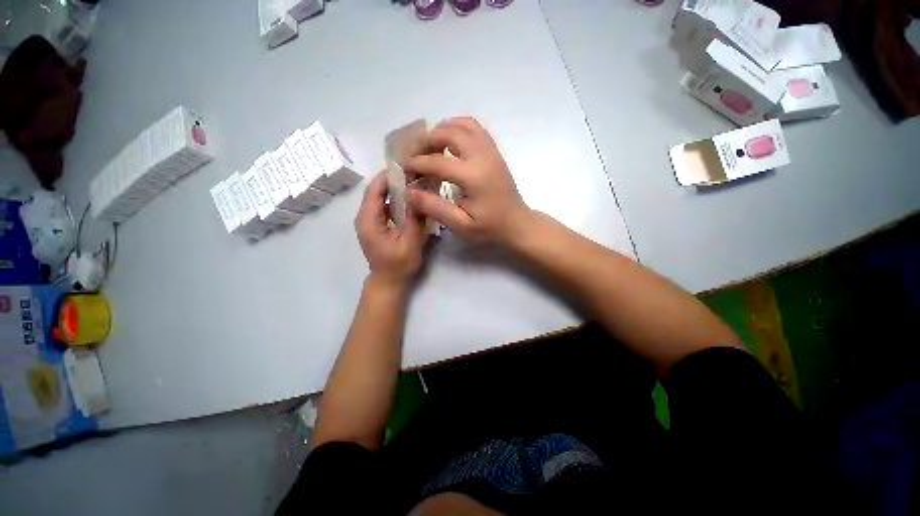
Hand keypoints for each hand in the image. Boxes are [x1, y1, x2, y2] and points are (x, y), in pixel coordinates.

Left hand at [355, 172, 425, 288]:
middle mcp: (364, 217)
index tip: (407, 167)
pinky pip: (383, 206)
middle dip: (393, 180)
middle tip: (414, 173)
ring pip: (380, 197)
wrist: (389, 281)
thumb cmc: (398, 264)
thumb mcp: (410, 242)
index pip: (374, 190)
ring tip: (413, 183)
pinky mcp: (375, 225)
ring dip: (395, 189)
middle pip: (376, 191)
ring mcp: (369, 221)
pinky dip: (395, 200)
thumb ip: (414, 218)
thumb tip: (419, 194)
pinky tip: (409, 200)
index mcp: (368, 220)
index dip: (389, 176)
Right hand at [404, 117, 531, 245]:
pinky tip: (448, 143)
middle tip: (415, 156)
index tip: (405, 171)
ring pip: (462, 124)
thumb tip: (409, 192)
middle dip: (426, 141)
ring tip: (430, 147)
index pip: (436, 161)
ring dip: (441, 130)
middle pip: (448, 133)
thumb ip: (434, 207)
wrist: (517, 223)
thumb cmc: (490, 228)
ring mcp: (490, 150)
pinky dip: (457, 128)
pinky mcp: (494, 150)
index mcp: (473, 176)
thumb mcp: (461, 225)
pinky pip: (474, 127)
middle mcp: (482, 156)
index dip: (416, 164)